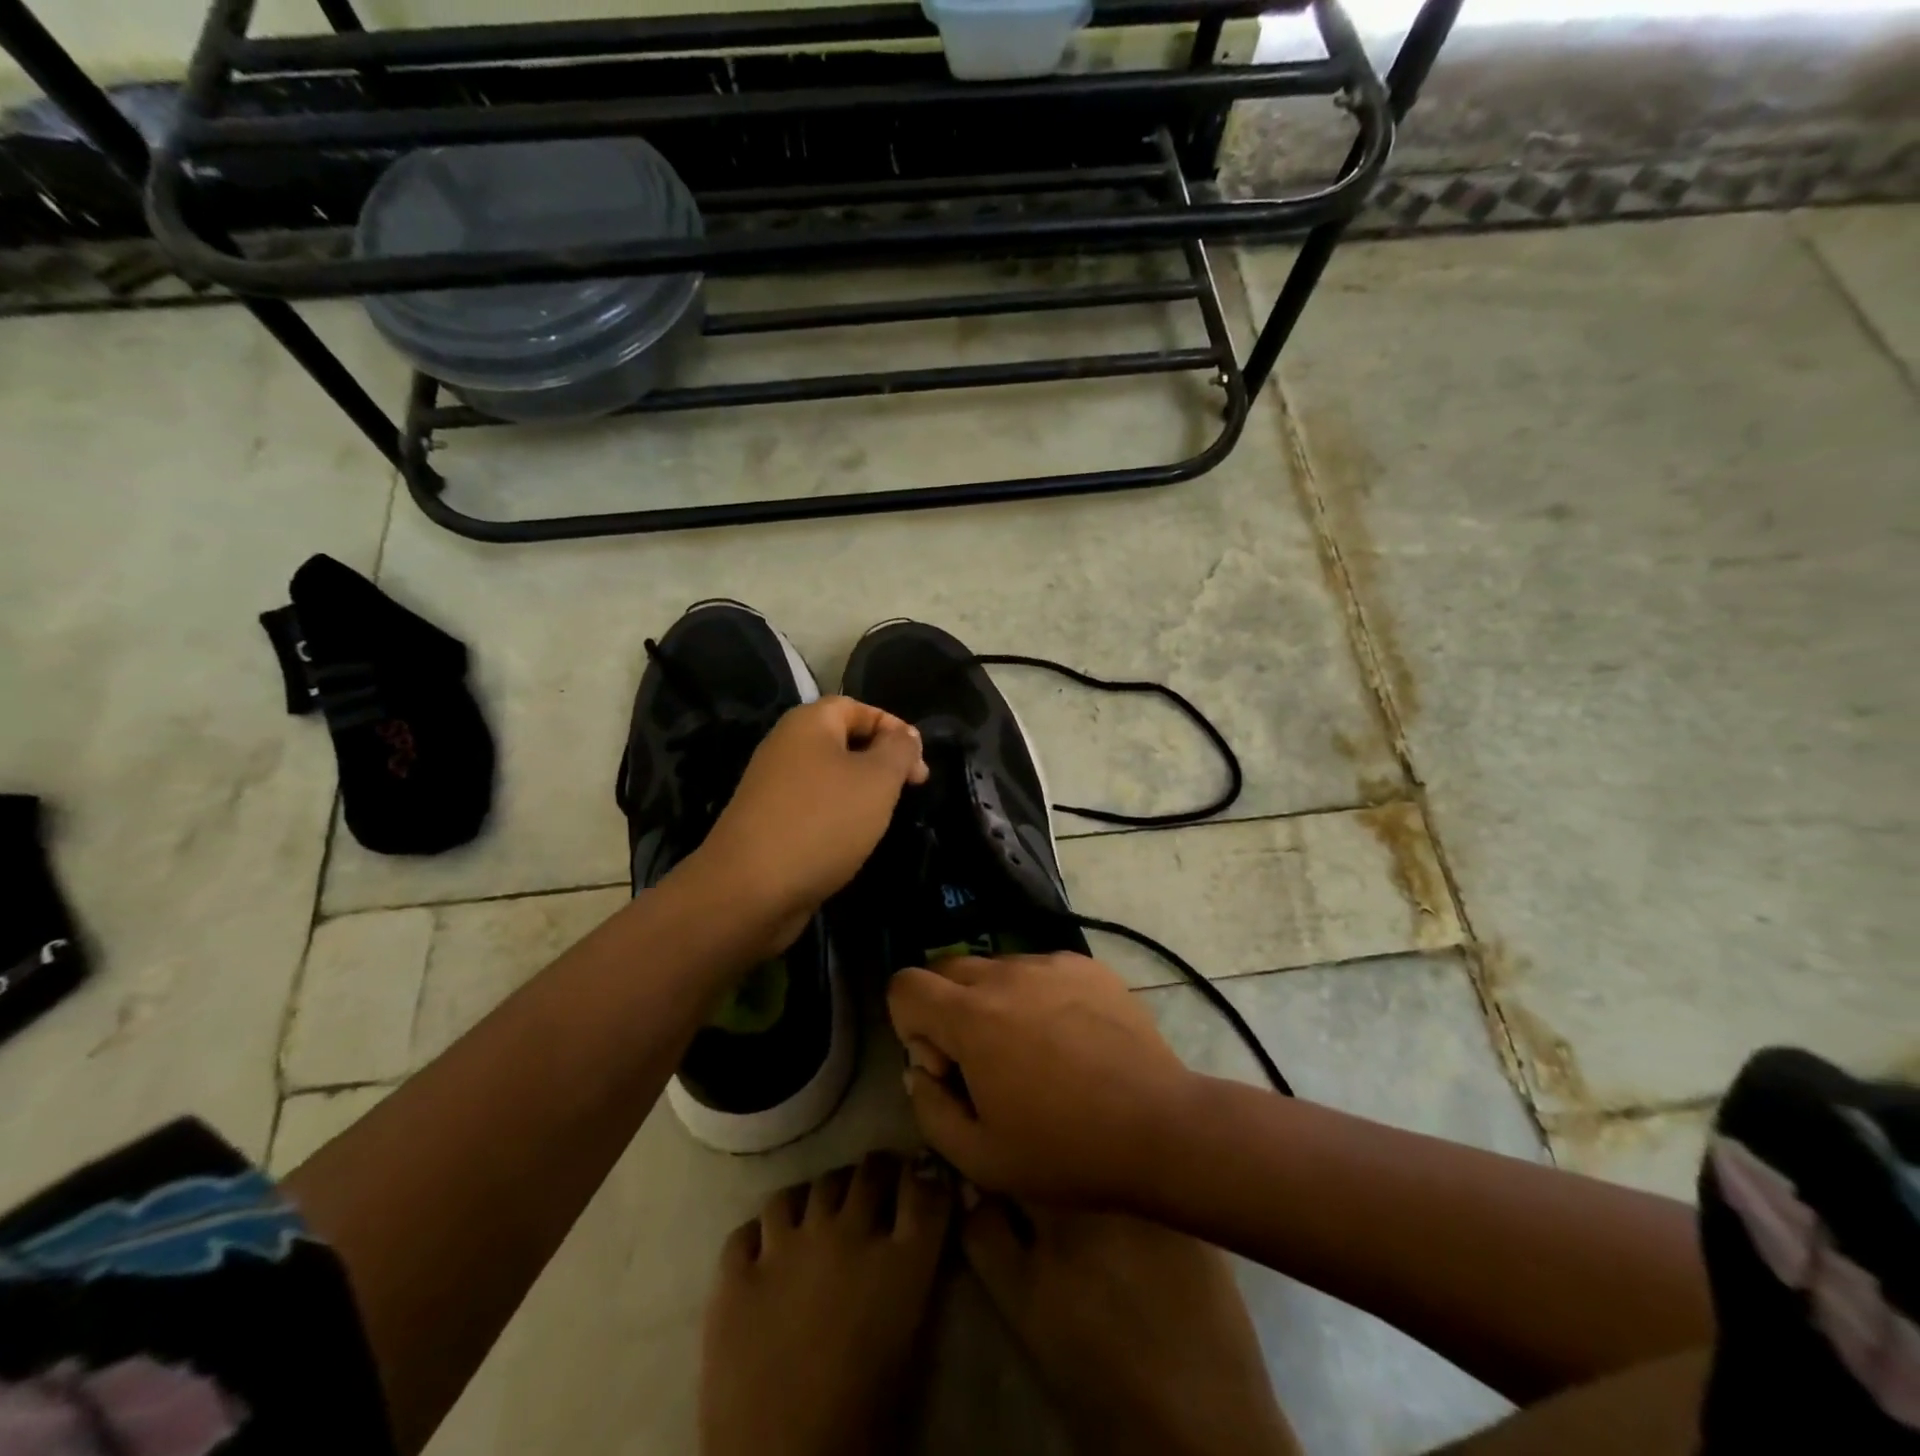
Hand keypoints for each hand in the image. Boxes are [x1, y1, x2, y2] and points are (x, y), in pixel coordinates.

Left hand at [685, 696, 927, 957]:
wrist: (750, 890)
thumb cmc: (823, 822)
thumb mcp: (877, 780)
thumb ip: (898, 750)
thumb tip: (906, 735)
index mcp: (808, 724)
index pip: (857, 707)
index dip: (893, 728)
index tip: (920, 762)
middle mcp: (786, 747)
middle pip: (843, 740)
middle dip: (881, 761)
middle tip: (911, 789)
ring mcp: (773, 787)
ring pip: (830, 777)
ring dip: (861, 792)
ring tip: (887, 815)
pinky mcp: (769, 823)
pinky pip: (814, 807)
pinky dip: (838, 817)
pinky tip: (854, 840)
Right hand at [887, 953, 1196, 1206]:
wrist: (1160, 1127)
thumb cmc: (1065, 1149)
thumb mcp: (979, 1158)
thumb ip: (929, 1108)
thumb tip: (921, 1071)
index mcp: (972, 1016)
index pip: (905, 985)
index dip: (909, 1024)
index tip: (944, 1065)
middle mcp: (1006, 973)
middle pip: (947, 970)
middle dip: (947, 1010)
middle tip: (983, 1062)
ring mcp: (1051, 963)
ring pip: (996, 968)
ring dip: (994, 1002)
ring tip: (1033, 1051)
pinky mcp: (1087, 965)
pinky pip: (1040, 970)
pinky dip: (1037, 996)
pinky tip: (1069, 1039)